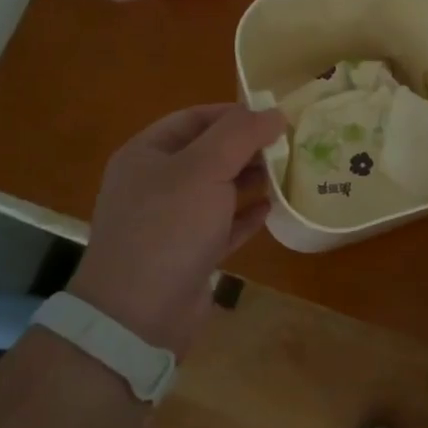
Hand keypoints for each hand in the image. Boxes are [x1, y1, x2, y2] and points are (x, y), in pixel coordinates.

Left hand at [68, 104, 285, 355]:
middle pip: (208, 154)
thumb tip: (274, 112)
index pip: (194, 118)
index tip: (274, 116)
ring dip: (251, 180)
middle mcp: (155, 184)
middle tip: (290, 145)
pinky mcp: (188, 254)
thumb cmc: (168, 228)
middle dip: (247, 147)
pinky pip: (222, 225)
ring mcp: (170, 222)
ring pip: (217, 190)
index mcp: (147, 155)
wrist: (138, 316)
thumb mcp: (204, 169)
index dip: (234, 113)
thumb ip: (241, 134)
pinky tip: (272, 210)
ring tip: (289, 173)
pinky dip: (246, 216)